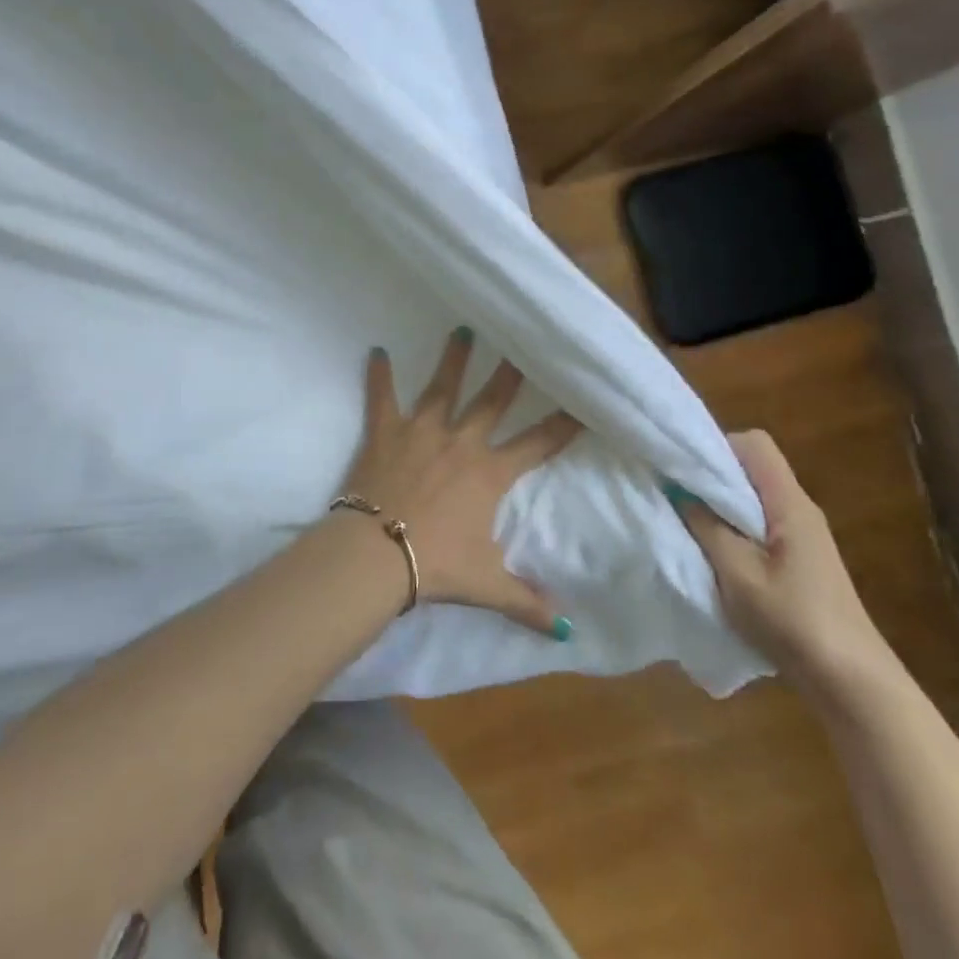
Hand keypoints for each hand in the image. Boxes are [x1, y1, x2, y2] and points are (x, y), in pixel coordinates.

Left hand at [342, 328, 581, 638]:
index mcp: (489, 473)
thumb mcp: (488, 586)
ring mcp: (421, 431)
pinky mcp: (386, 432)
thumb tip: (568, 629)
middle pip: (492, 400)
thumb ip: (528, 603)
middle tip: (522, 343)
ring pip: (442, 387)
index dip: (563, 424)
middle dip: (510, 372)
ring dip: (453, 358)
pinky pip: (382, 398)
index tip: (582, 400)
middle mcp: (461, 441)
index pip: (537, 444)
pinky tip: (376, 351)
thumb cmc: (437, 564)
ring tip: (462, 329)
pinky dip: (378, 376)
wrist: (378, 553)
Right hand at [665, 431, 892, 690]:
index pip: (754, 444)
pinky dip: (733, 527)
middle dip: (712, 475)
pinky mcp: (800, 560)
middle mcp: (799, 509)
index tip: (684, 468)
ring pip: (753, 497)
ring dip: (720, 505)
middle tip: (677, 494)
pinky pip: (759, 523)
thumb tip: (677, 491)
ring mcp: (802, 535)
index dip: (717, 446)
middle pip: (751, 467)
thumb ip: (706, 526)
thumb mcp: (738, 573)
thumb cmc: (794, 621)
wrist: (852, 683)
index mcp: (789, 503)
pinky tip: (715, 553)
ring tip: (689, 522)